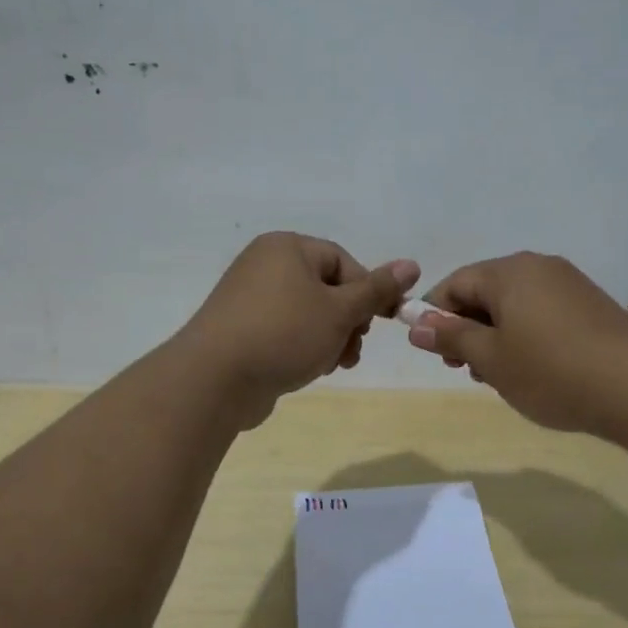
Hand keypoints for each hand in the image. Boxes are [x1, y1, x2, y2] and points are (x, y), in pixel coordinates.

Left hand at [182, 232, 418, 425]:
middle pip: (326, 289)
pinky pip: (285, 331)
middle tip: (352, 348)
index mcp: (286, 247)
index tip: (377, 324)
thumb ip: (377, 290)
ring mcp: (249, 299)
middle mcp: (265, 265)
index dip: (366, 292)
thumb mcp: (340, 311)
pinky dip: (303, 347)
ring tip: (333, 364)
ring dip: (330, 339)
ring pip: (308, 314)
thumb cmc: (284, 334)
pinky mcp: (241, 330)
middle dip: (348, 321)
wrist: (215, 379)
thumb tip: (412, 265)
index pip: (343, 261)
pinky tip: (309, 369)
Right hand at [406, 252, 627, 435]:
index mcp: (509, 272)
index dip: (435, 314)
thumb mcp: (491, 359)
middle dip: (468, 328)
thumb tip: (414, 322)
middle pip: (486, 291)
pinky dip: (526, 335)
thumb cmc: (551, 371)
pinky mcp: (591, 304)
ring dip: (497, 335)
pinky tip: (534, 368)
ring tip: (501, 375)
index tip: (432, 350)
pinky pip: (542, 312)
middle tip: (466, 368)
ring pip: (515, 304)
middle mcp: (539, 267)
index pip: (455, 283)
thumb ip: (451, 336)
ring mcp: (569, 284)